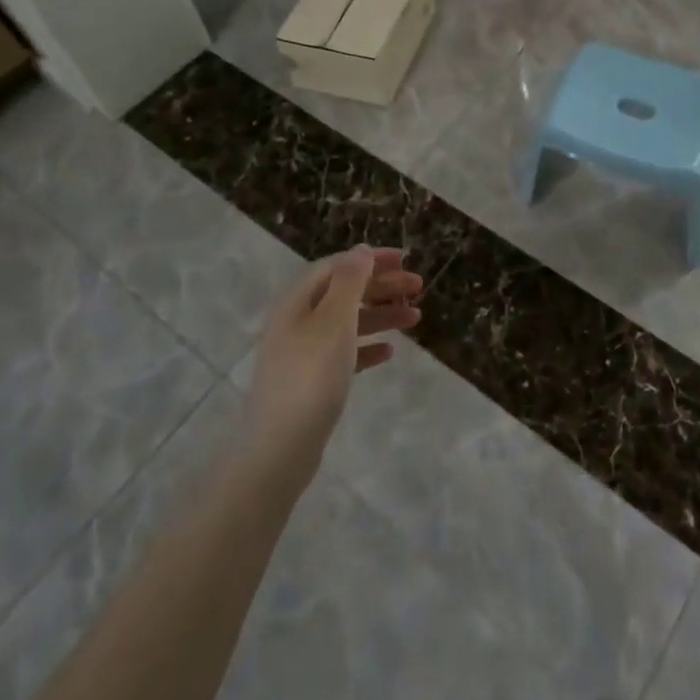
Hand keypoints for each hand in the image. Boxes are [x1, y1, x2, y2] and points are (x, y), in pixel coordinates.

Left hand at [243, 246, 422, 477]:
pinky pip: (343, 352)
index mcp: (297, 301)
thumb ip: (350, 281)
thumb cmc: (311, 376)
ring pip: (347, 322)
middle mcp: (296, 321)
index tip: (405, 260)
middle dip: (381, 286)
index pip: (337, 266)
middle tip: (418, 288)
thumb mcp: (335, 320)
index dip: (371, 260)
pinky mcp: (309, 381)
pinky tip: (388, 352)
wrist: (281, 448)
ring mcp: (301, 352)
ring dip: (380, 315)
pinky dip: (366, 347)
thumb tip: (361, 251)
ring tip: (415, 318)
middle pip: (343, 292)